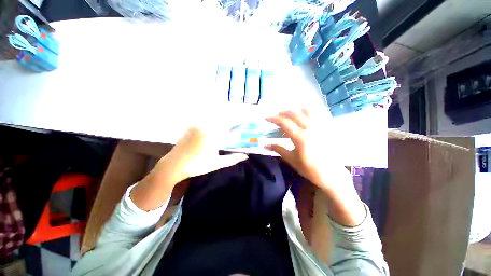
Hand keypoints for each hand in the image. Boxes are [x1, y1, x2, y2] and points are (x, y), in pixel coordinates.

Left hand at [162, 126, 248, 182]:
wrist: (174, 165)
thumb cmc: (197, 166)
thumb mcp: (217, 164)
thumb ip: (232, 159)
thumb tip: (245, 156)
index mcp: (212, 137)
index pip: (229, 125)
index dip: (238, 121)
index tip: (245, 121)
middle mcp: (205, 128)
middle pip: (222, 119)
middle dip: (232, 119)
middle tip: (239, 122)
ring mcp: (197, 125)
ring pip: (214, 117)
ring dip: (223, 118)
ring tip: (230, 122)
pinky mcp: (192, 126)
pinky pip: (205, 119)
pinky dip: (213, 119)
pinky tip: (216, 122)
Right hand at [266, 109, 365, 225]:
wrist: (332, 175)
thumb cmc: (310, 169)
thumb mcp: (292, 160)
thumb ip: (278, 149)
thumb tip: (265, 145)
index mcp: (300, 137)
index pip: (284, 123)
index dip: (274, 119)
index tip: (266, 118)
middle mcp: (310, 128)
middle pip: (294, 114)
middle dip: (282, 113)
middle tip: (276, 116)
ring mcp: (321, 126)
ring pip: (307, 110)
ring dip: (295, 109)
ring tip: (289, 112)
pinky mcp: (327, 127)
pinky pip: (318, 113)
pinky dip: (309, 110)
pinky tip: (304, 111)